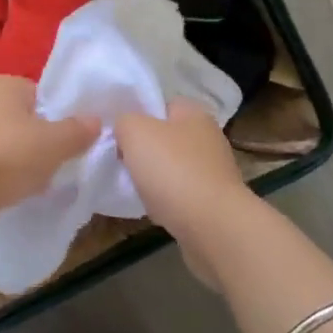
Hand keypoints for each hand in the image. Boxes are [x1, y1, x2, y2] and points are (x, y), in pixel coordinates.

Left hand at [0, 76, 97, 224]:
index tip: (69, 138)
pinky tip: (15, 191)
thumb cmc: (10, 152)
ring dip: (22, 160)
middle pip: (24, 119)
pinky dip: (5, 174)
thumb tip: (95, 121)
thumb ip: (78, 130)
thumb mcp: (56, 142)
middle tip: (57, 161)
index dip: (57, 115)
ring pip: (8, 142)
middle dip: (40, 140)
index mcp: (3, 83)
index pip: (39, 93)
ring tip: (37, 180)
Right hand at [114, 100, 250, 286]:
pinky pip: (181, 195)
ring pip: (172, 168)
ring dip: (154, 178)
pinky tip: (155, 210)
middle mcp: (208, 138)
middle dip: (143, 150)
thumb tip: (125, 129)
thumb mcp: (135, 131)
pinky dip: (166, 201)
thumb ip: (124, 121)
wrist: (212, 226)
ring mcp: (214, 172)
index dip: (138, 116)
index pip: (161, 105)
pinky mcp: (215, 202)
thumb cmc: (173, 170)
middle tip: (121, 162)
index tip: (118, 134)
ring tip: (135, 189)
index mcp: (194, 113)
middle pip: (165, 138)